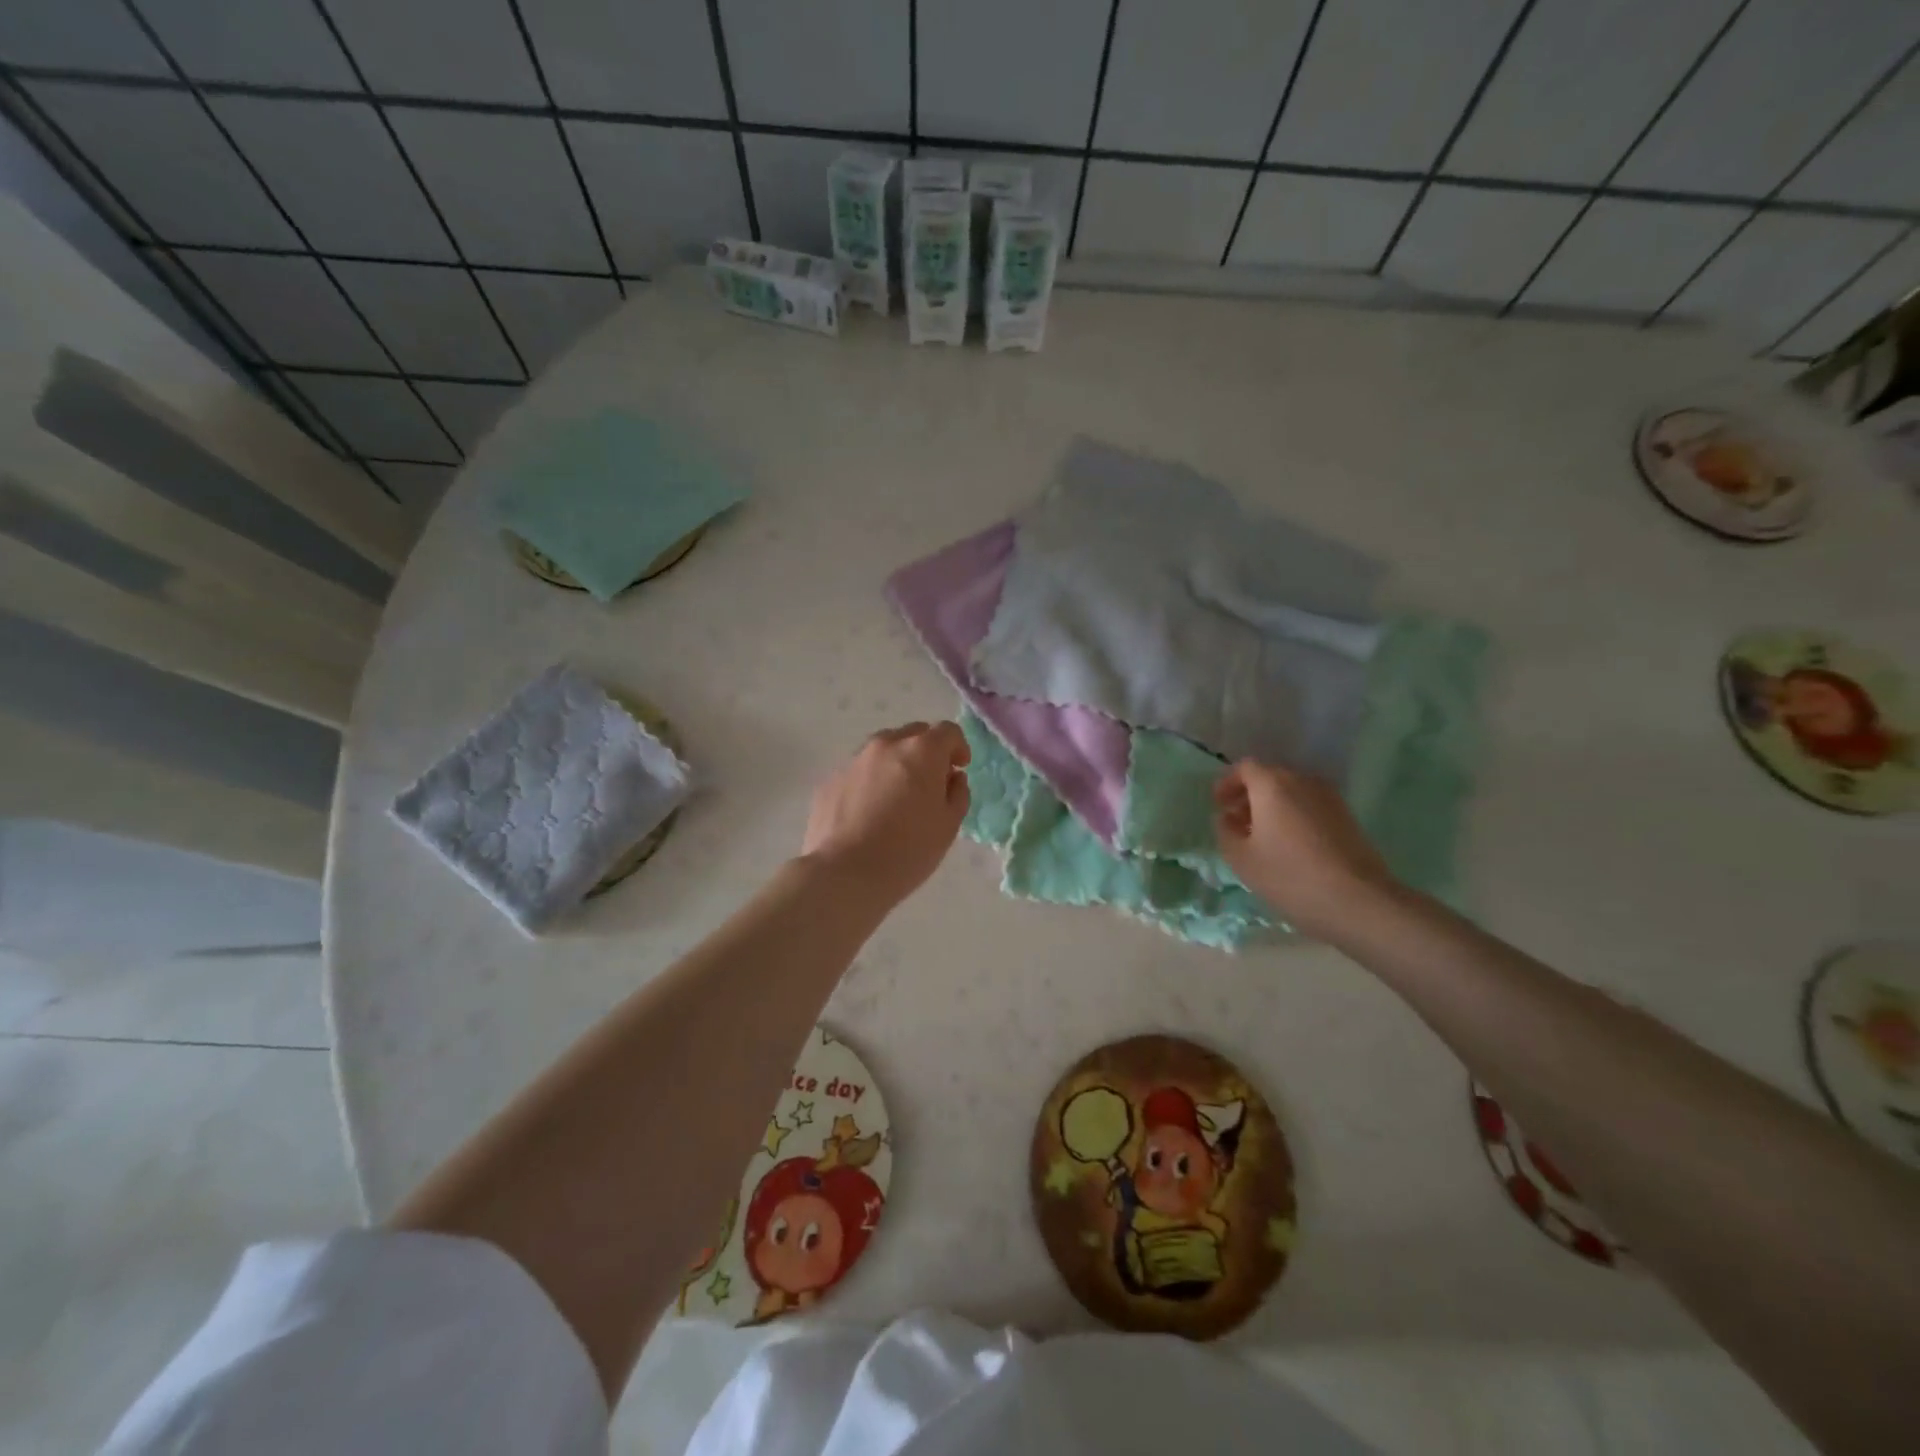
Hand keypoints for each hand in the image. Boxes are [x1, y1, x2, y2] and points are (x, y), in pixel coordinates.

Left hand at [800, 721, 970, 906]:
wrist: (844, 873)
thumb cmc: (908, 851)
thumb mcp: (948, 826)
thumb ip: (957, 793)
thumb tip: (952, 778)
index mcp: (921, 751)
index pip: (948, 732)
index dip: (958, 748)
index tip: (959, 768)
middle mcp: (886, 745)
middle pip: (914, 734)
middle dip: (927, 752)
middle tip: (930, 783)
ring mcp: (854, 760)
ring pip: (884, 750)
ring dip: (897, 764)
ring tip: (897, 798)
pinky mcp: (831, 779)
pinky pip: (860, 771)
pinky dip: (871, 781)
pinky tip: (870, 812)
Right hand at [1213, 760, 1398, 940]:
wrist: (1359, 900)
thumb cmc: (1290, 876)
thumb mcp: (1241, 858)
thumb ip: (1225, 831)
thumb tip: (1226, 818)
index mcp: (1273, 785)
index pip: (1245, 768)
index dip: (1227, 783)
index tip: (1219, 805)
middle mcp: (1302, 781)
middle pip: (1269, 777)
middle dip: (1249, 795)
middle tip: (1236, 822)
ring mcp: (1329, 797)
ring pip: (1291, 792)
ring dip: (1272, 806)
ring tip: (1262, 836)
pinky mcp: (1346, 816)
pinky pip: (1309, 805)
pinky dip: (1293, 815)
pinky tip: (1289, 845)